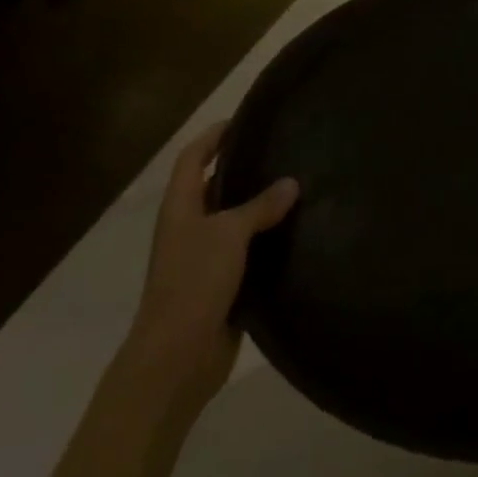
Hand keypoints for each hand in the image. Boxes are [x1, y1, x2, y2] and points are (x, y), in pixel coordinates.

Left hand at [125, 121, 298, 407]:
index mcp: (180, 208)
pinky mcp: (223, 284)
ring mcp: (205, 258)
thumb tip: (291, 183)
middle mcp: (190, 228)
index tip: (245, 120)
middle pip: (214, 186)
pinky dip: (269, 239)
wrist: (177, 356)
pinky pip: (248, 251)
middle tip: (284, 150)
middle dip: (244, 167)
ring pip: (235, 220)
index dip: (213, 136)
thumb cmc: (194, 282)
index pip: (193, 158)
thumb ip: (260, 206)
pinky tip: (299, 231)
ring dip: (261, 205)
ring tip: (300, 185)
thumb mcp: (229, 234)